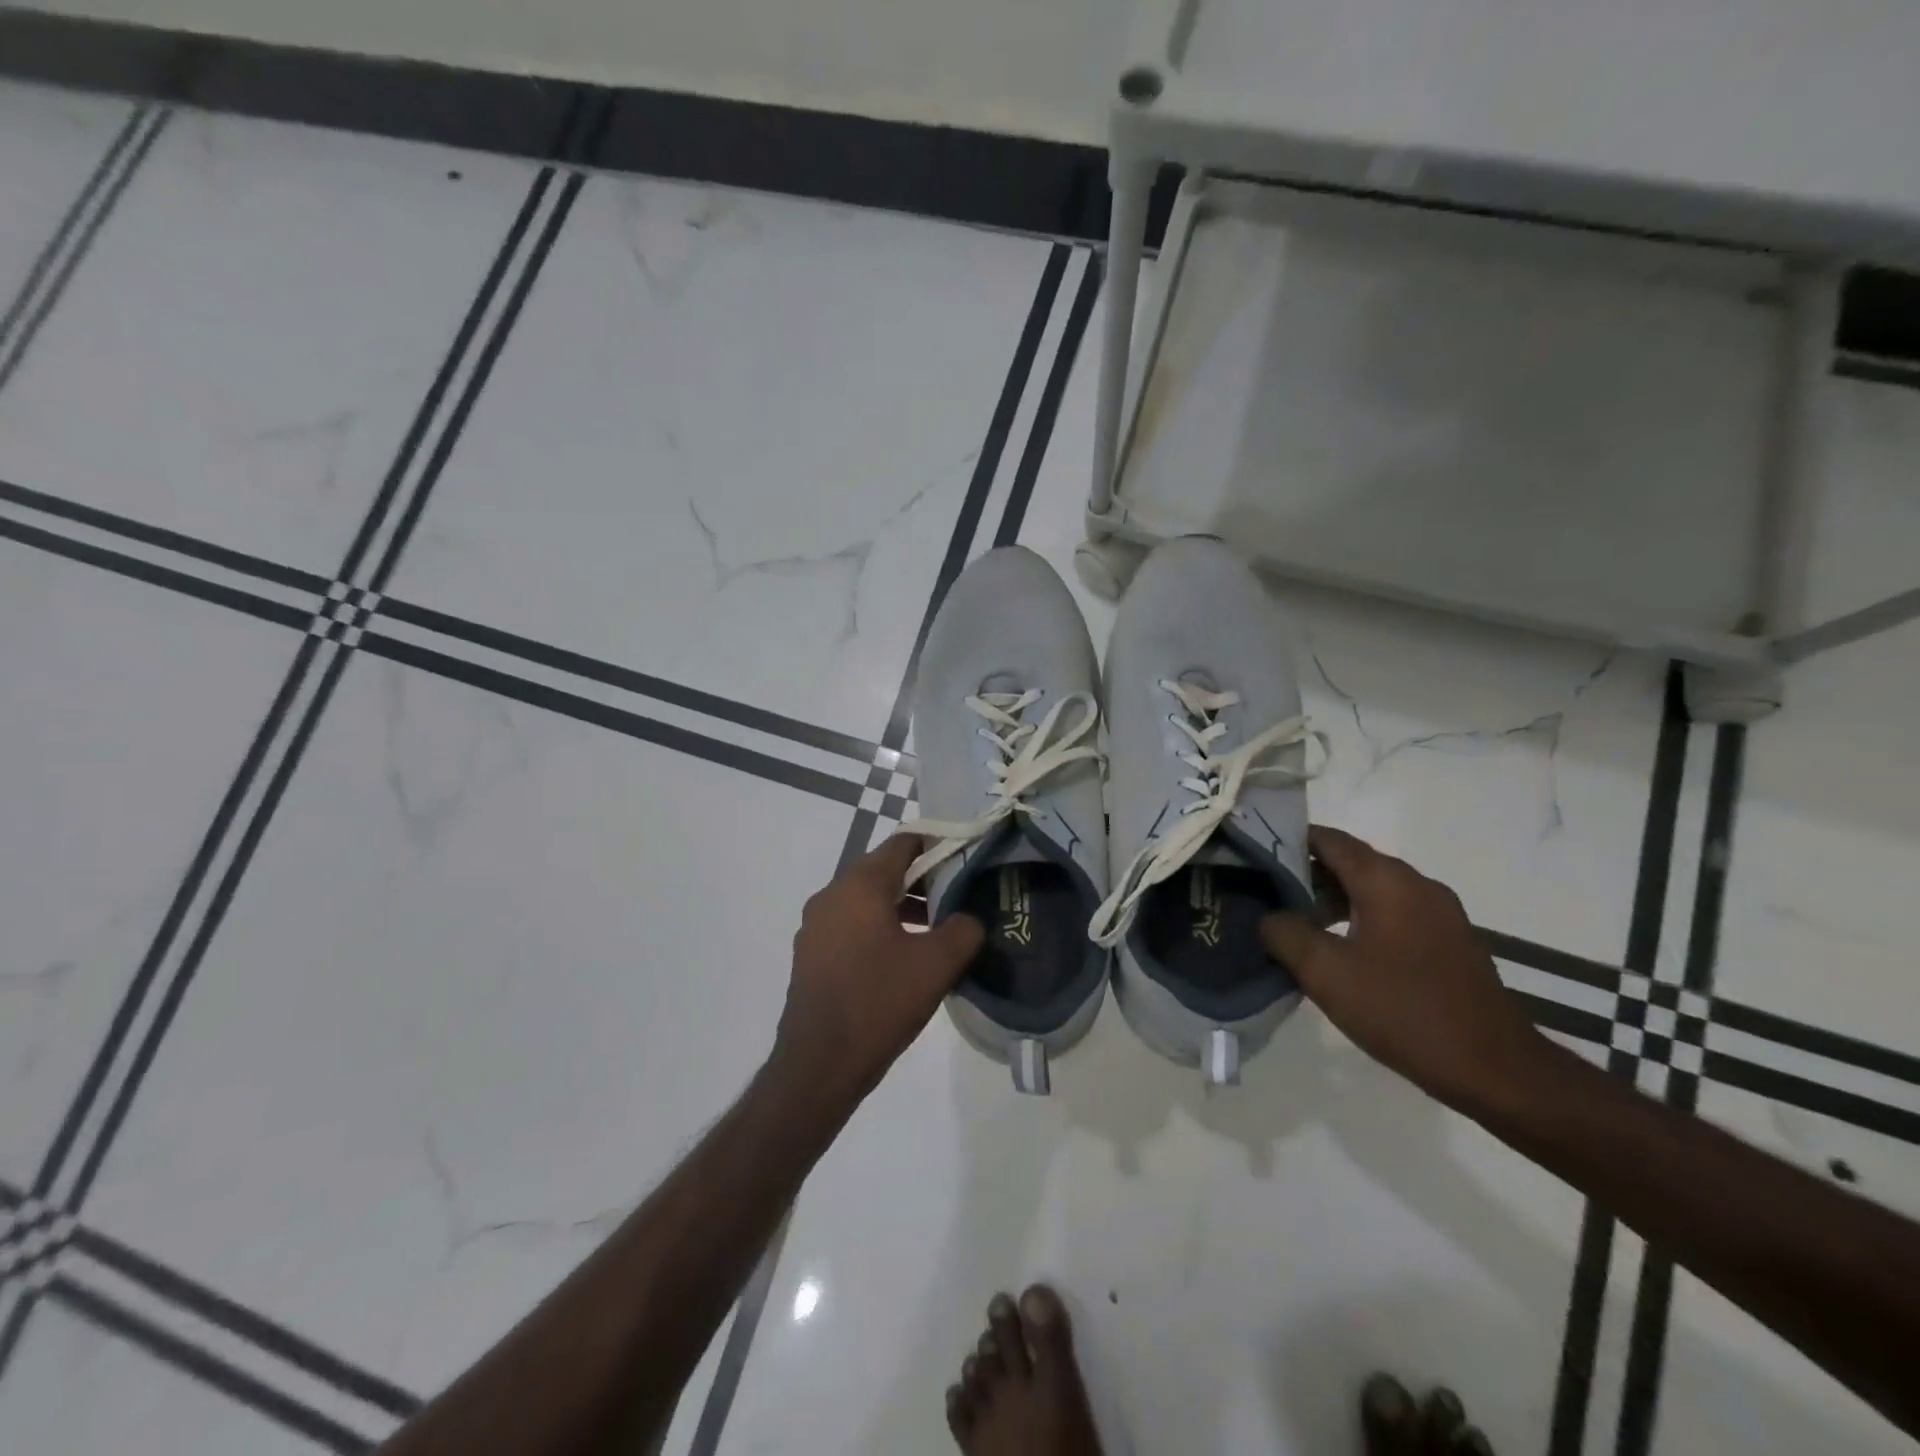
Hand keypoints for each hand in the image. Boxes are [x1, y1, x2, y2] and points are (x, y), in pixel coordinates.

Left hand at [773, 835, 984, 1109]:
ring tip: (936, 931)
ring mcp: (816, 926)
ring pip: (867, 900)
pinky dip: (879, 928)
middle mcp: (832, 895)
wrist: (818, 1065)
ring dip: (902, 907)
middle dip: (922, 880)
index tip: (965, 860)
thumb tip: (969, 919)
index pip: (903, 842)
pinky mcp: (811, 954)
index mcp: (860, 885)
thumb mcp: (936, 965)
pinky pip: (851, 925)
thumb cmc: (879, 1002)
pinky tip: (903, 958)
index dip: (937, 845)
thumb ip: (964, 930)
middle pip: (884, 870)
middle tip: (957, 898)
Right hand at [1260, 826, 1551, 1111]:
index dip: (1287, 842)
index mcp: (1387, 881)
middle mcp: (1416, 884)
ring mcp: (1439, 912)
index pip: (1328, 839)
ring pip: (1372, 889)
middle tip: (1265, 895)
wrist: (1496, 1070)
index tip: (1252, 857)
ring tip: (1295, 925)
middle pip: (1350, 862)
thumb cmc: (1404, 1011)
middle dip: (1306, 874)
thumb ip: (1286, 934)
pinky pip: (1393, 912)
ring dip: (1332, 899)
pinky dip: (1360, 918)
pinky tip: (1339, 950)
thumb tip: (1269, 916)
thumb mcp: (1326, 974)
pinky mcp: (1449, 941)